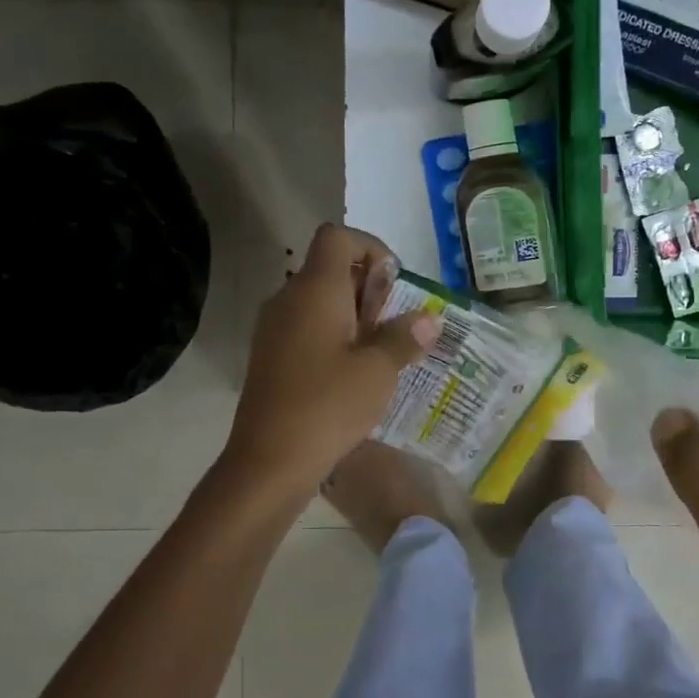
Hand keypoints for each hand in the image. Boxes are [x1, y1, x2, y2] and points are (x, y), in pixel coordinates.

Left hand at [227, 224, 441, 492]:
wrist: (269, 461)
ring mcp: (274, 328)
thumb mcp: (379, 371)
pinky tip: (354, 371)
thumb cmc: (329, 405)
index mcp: (315, 289)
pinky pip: (306, 327)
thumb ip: (404, 337)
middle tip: (396, 323)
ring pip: (319, 300)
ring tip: (381, 350)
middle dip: (368, 286)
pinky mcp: (270, 356)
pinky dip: (334, 335)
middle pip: (329, 267)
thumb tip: (428, 319)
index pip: (337, 236)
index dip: (370, 247)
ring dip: (354, 314)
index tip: (394, 283)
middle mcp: (289, 298)